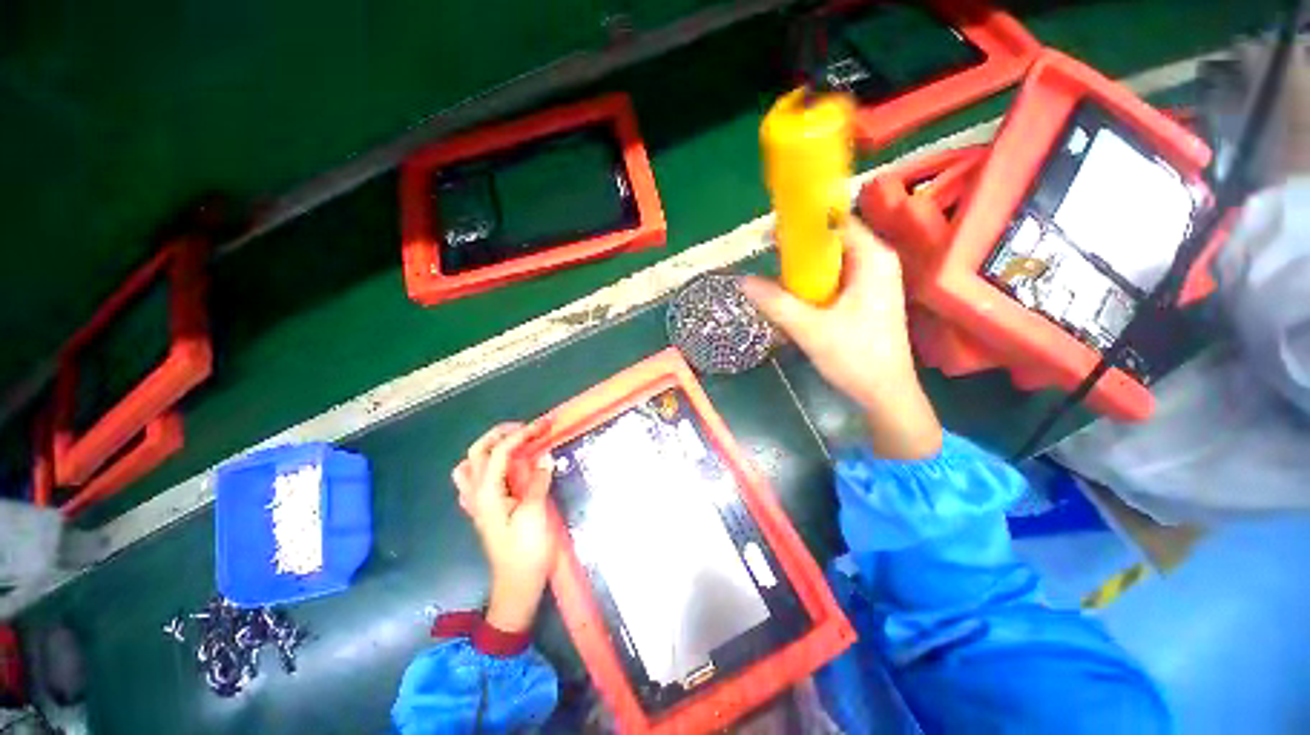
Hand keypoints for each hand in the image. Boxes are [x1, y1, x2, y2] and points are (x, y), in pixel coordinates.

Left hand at [453, 422, 556, 633]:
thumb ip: (537, 482)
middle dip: (500, 434)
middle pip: (478, 452)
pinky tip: (505, 470)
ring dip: (489, 449)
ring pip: (470, 465)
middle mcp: (476, 494)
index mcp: (488, 494)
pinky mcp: (485, 510)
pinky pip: (476, 480)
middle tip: (525, 429)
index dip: (521, 435)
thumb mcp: (535, 514)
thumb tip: (544, 456)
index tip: (542, 425)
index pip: (500, 452)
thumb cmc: (526, 551)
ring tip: (513, 445)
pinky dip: (488, 466)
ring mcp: (477, 503)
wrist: (517, 585)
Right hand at [742, 220, 942, 459]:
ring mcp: (874, 280)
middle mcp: (877, 262)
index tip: (771, 237)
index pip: (835, 223)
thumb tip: (743, 281)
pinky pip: (835, 279)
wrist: (885, 394)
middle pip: (832, 241)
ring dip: (804, 270)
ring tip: (777, 281)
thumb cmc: (855, 358)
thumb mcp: (810, 329)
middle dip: (799, 251)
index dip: (802, 225)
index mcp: (873, 259)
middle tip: (769, 263)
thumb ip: (776, 303)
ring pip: (832, 262)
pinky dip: (814, 284)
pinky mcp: (866, 298)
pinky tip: (796, 299)